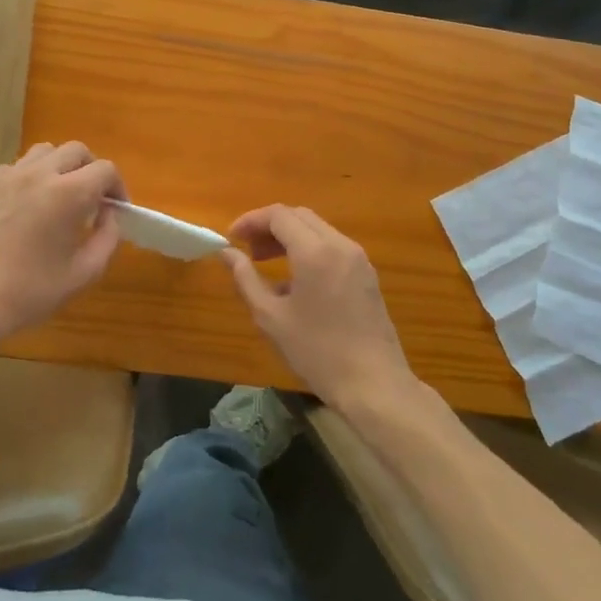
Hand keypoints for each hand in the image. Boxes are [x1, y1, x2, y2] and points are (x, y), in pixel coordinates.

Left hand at [0, 141, 123, 347]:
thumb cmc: (31, 292)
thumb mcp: (84, 273)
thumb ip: (107, 238)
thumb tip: (110, 215)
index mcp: (68, 194)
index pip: (105, 170)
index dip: (117, 188)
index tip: (115, 210)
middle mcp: (40, 174)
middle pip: (76, 150)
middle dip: (91, 170)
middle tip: (92, 200)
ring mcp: (9, 177)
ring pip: (45, 151)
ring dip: (60, 167)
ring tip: (60, 196)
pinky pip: (17, 166)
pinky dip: (30, 176)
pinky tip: (27, 204)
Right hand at [222, 205, 414, 411]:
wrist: (374, 385)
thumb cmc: (317, 352)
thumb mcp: (271, 317)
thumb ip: (245, 278)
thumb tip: (226, 252)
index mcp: (315, 252)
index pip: (279, 215)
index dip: (251, 221)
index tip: (231, 238)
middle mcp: (340, 245)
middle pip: (299, 216)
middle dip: (269, 226)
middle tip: (248, 249)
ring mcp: (358, 259)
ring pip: (318, 229)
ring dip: (289, 237)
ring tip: (266, 262)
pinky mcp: (367, 275)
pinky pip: (332, 247)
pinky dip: (309, 249)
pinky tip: (295, 281)